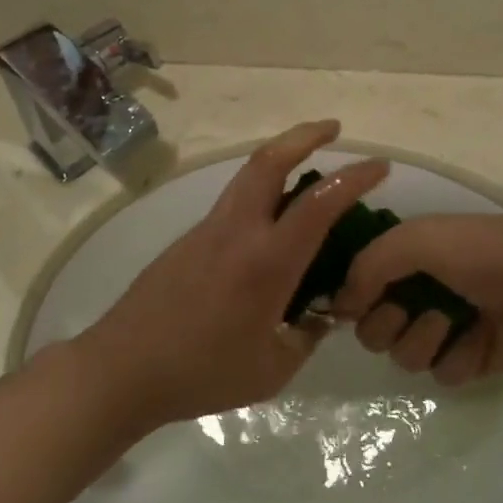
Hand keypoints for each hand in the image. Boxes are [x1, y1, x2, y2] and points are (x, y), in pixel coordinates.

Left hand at [72, 121, 388, 429]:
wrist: (122, 368)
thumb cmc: (202, 373)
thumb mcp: (272, 370)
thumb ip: (306, 337)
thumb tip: (321, 314)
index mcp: (265, 262)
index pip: (318, 204)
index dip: (353, 178)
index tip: (380, 166)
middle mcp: (236, 232)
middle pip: (269, 161)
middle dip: (305, 136)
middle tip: (334, 129)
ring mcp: (207, 230)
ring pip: (247, 176)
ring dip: (280, 158)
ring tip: (307, 169)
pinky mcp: (188, 240)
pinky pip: (233, 202)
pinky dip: (260, 192)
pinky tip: (270, 224)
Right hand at [333, 215, 502, 387]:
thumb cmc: (477, 251)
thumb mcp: (414, 240)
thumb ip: (368, 266)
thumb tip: (339, 305)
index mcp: (402, 263)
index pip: (355, 290)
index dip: (352, 301)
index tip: (358, 303)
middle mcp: (415, 297)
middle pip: (371, 332)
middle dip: (386, 325)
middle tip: (408, 310)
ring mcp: (443, 331)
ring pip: (403, 357)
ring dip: (423, 340)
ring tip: (452, 320)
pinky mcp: (469, 361)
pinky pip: (442, 375)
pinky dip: (458, 357)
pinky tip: (479, 338)